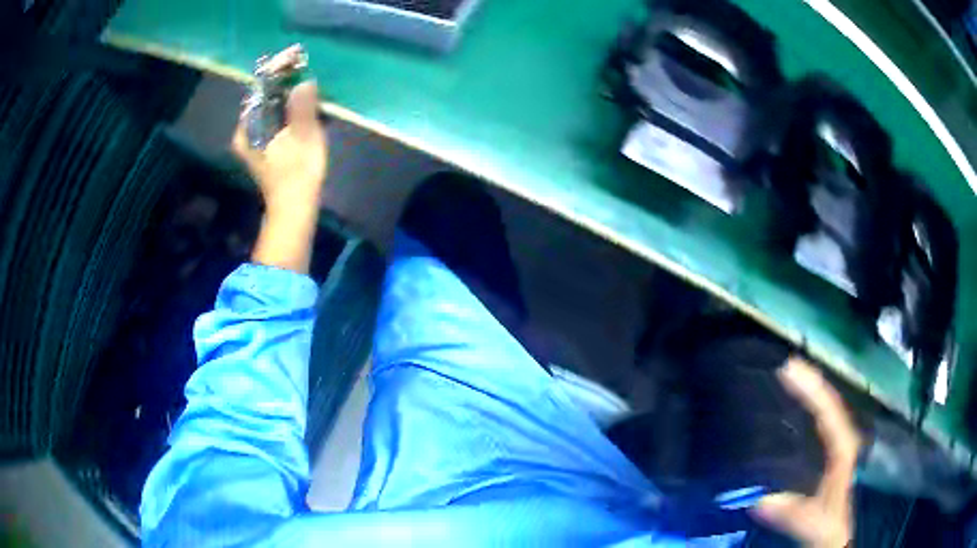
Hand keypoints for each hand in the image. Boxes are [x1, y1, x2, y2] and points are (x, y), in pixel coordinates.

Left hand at [232, 75, 327, 273]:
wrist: (293, 208)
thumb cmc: (297, 175)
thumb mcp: (303, 139)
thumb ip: (302, 109)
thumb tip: (304, 83)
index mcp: (248, 129)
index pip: (260, 89)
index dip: (277, 71)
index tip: (293, 57)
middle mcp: (245, 131)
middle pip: (263, 95)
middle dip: (281, 80)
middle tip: (300, 65)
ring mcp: (253, 139)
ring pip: (268, 105)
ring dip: (284, 91)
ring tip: (302, 77)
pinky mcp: (263, 144)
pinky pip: (272, 115)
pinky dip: (284, 105)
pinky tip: (298, 100)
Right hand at [751, 358, 860, 546]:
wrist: (833, 536)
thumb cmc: (829, 528)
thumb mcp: (817, 526)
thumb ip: (798, 515)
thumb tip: (762, 501)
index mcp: (842, 452)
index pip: (830, 412)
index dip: (812, 390)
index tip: (789, 370)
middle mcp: (840, 442)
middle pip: (827, 404)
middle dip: (809, 382)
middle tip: (785, 364)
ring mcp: (833, 448)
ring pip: (822, 412)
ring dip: (807, 393)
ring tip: (786, 377)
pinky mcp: (823, 456)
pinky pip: (815, 426)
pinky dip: (804, 412)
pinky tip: (789, 410)